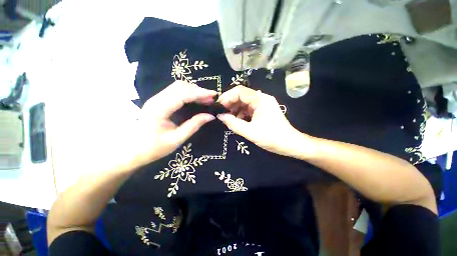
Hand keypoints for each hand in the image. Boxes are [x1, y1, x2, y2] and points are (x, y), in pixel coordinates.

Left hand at [132, 81, 216, 165]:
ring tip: (206, 99)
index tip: (214, 95)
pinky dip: (188, 94)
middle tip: (212, 99)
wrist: (131, 150)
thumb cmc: (153, 148)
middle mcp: (157, 99)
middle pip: (180, 86)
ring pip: (178, 87)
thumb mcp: (177, 139)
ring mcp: (156, 99)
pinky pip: (176, 92)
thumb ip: (194, 125)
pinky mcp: (158, 101)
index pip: (183, 94)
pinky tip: (196, 100)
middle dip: (198, 90)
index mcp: (160, 109)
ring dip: (194, 91)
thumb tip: (210, 116)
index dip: (200, 93)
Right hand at [217, 85, 304, 156]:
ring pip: (244, 103)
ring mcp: (262, 104)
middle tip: (221, 113)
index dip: (227, 97)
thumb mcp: (250, 132)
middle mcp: (262, 98)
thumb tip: (220, 116)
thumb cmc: (272, 138)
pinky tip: (237, 121)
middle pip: (241, 96)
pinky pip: (248, 109)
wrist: (290, 144)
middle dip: (230, 104)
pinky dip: (241, 114)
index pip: (239, 91)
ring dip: (235, 109)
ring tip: (228, 118)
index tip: (218, 107)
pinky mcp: (262, 111)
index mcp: (260, 100)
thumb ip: (233, 123)